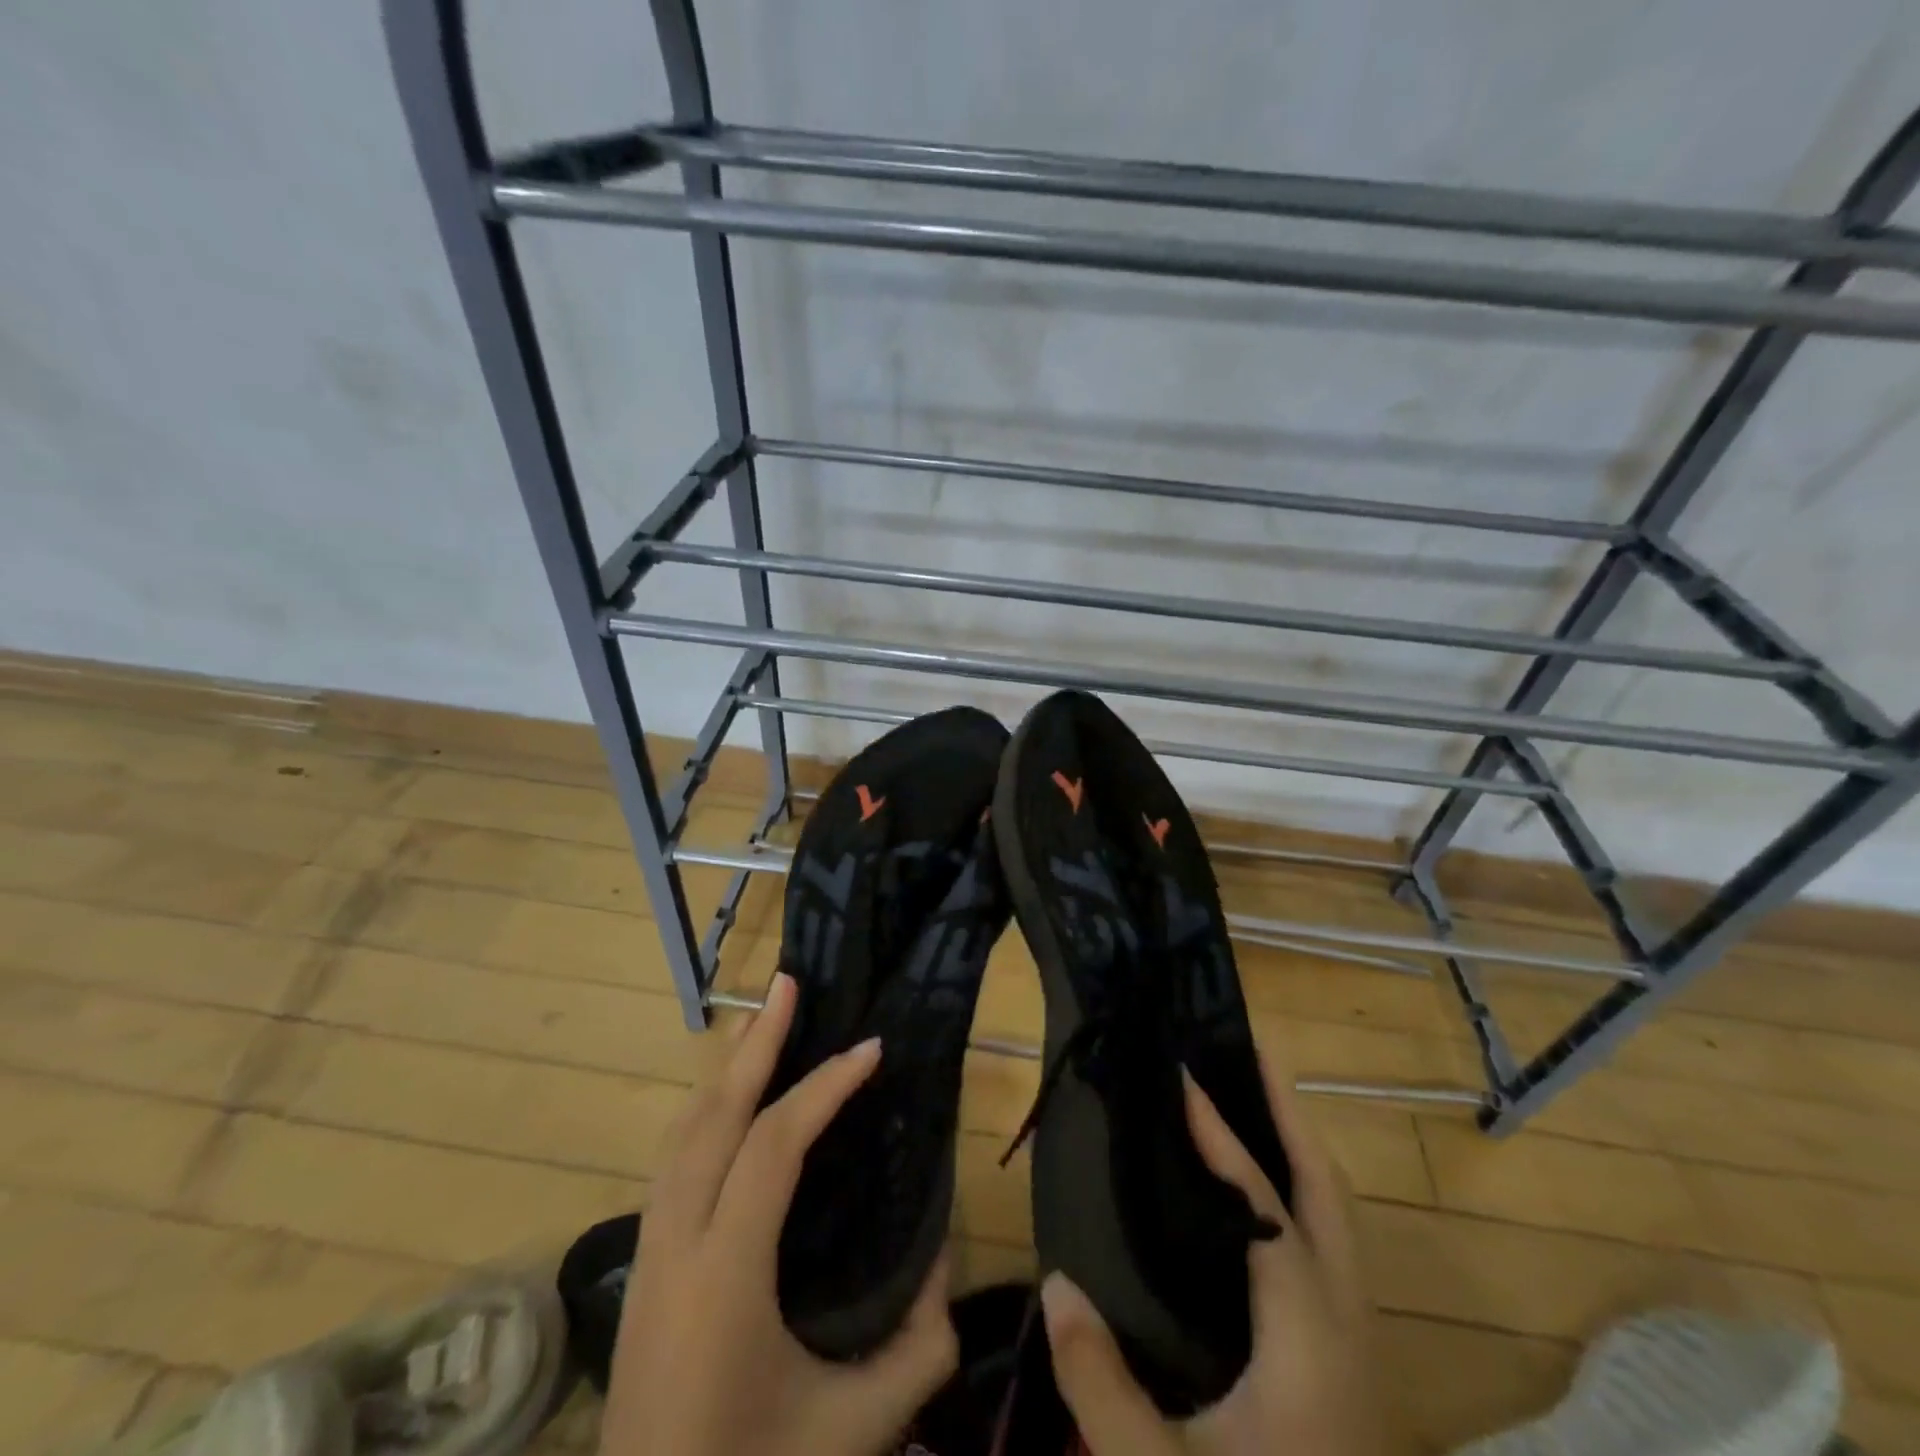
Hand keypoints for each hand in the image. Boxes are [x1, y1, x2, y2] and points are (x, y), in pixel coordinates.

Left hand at [599, 972, 959, 1455]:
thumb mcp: (853, 1431)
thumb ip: (919, 1346)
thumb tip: (943, 1259)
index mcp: (724, 1273)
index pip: (774, 1146)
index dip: (824, 1088)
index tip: (871, 1049)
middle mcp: (675, 1245)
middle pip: (713, 1116)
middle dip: (755, 1043)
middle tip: (789, 984)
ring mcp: (647, 1254)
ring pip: (682, 1133)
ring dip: (726, 1071)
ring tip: (762, 1024)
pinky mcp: (640, 1268)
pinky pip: (672, 1162)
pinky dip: (706, 1112)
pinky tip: (732, 1105)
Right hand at [1040, 1049, 1394, 1455]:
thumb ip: (1100, 1383)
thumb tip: (1054, 1282)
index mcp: (1306, 1336)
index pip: (1264, 1207)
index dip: (1223, 1138)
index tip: (1186, 1079)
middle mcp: (1345, 1325)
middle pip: (1329, 1194)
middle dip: (1290, 1116)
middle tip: (1248, 1055)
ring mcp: (1357, 1348)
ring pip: (1340, 1221)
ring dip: (1299, 1153)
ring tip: (1253, 1106)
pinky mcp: (1349, 1368)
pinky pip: (1330, 1249)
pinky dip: (1300, 1197)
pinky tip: (1258, 1202)